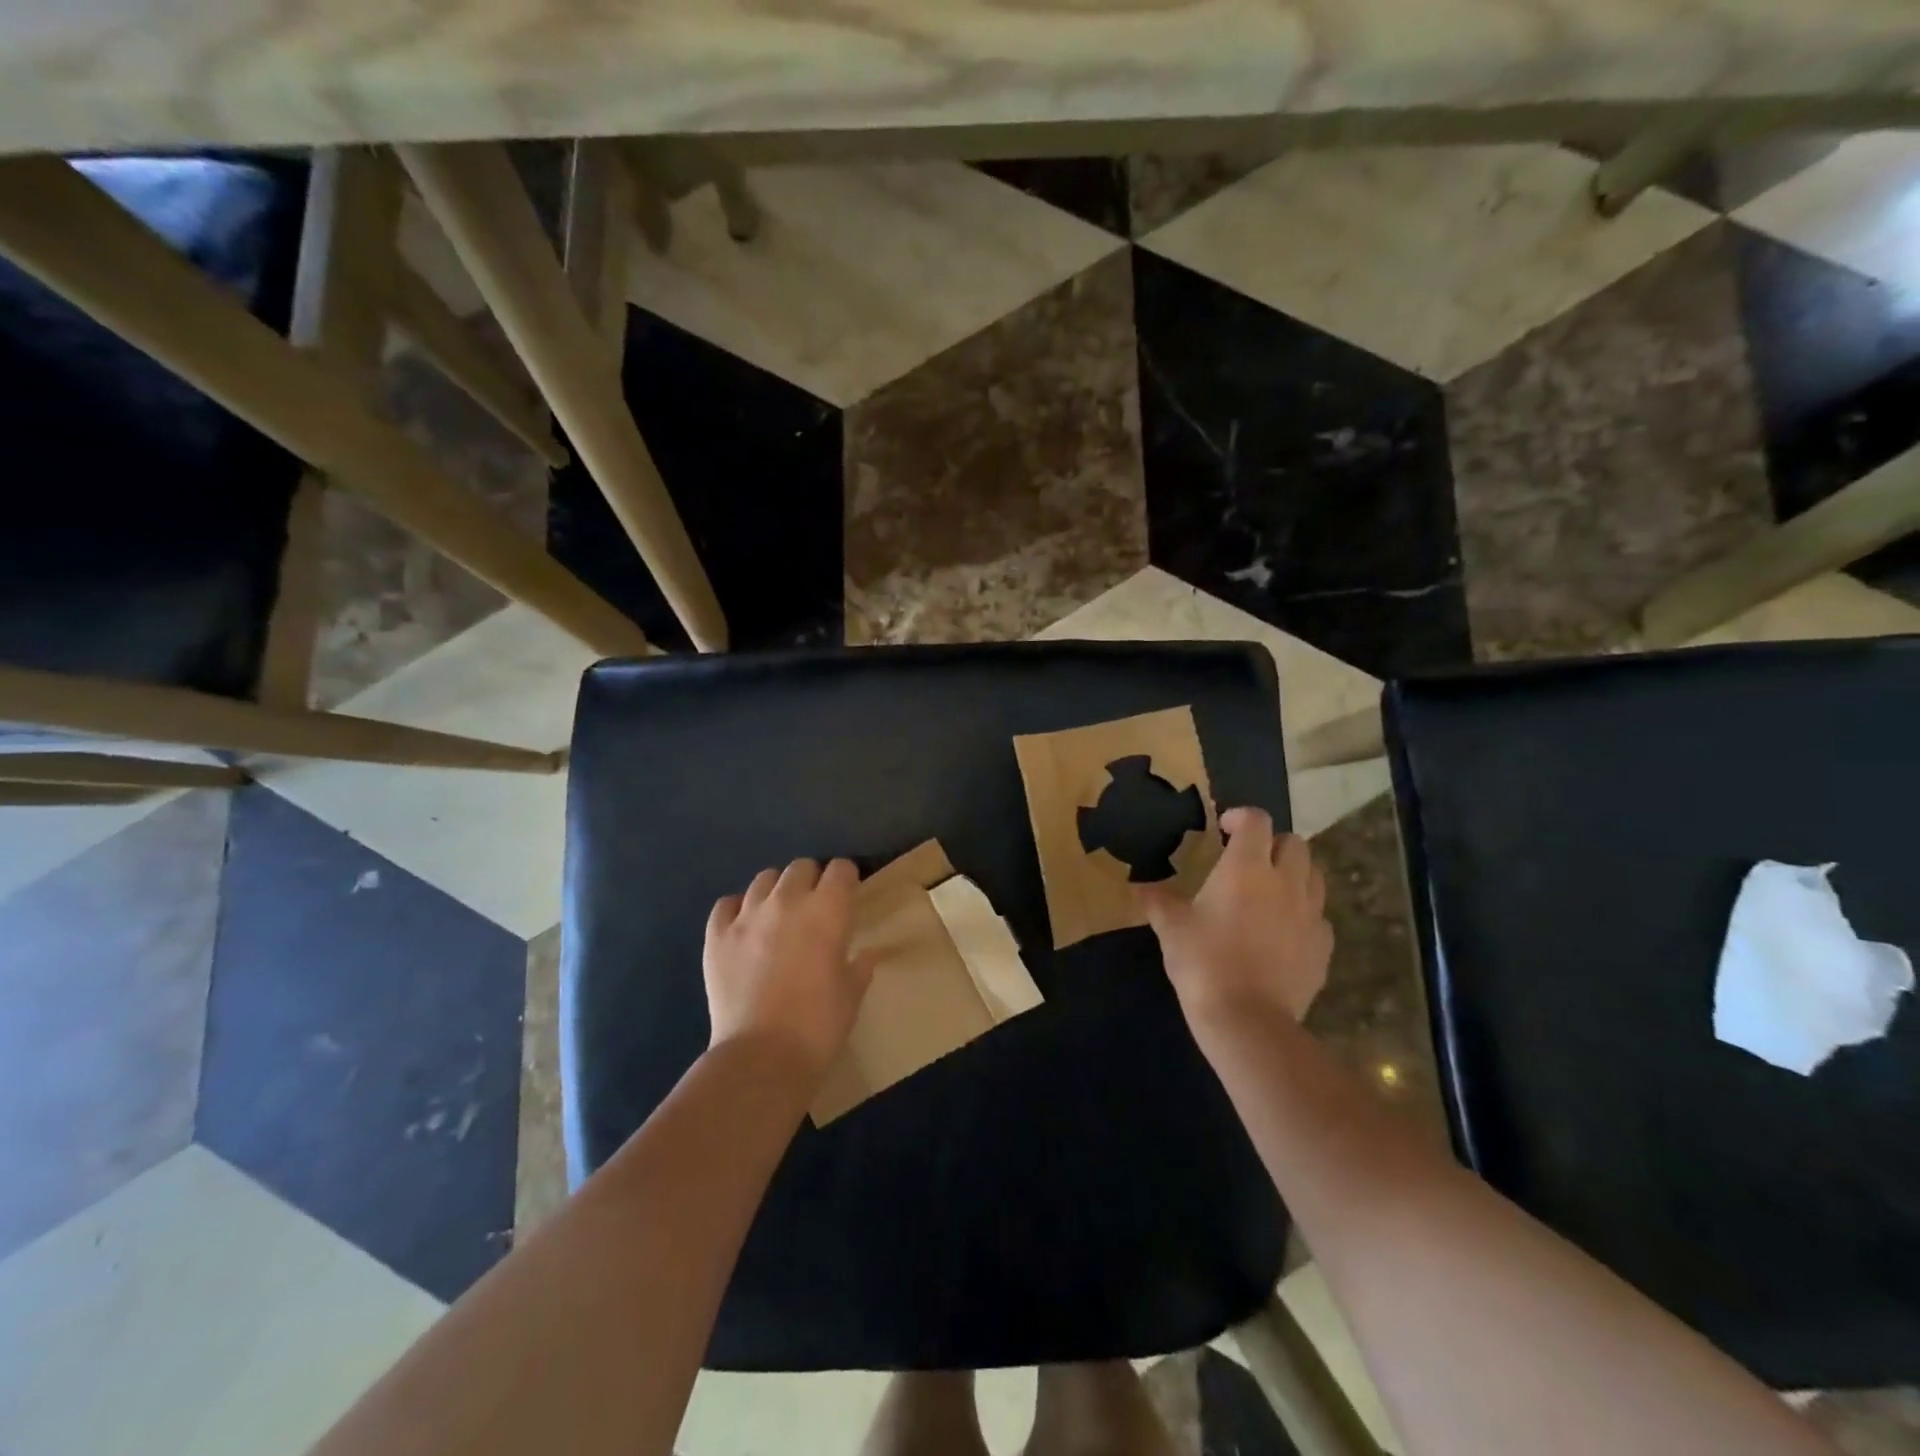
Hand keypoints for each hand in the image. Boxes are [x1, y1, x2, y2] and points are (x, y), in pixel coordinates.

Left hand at [704, 858, 875, 1082]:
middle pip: (801, 867)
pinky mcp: (716, 936)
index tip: (848, 893)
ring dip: (777, 890)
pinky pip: (727, 904)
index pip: (840, 869)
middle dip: (812, 880)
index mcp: (827, 911)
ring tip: (779, 914)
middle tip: (815, 906)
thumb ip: (860, 966)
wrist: (762, 1056)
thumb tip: (869, 954)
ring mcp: (747, 916)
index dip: (846, 878)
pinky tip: (745, 927)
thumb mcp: (851, 994)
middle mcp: (787, 901)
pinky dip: (738, 909)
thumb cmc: (819, 1024)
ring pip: (764, 879)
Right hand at [1136, 807, 1331, 1032]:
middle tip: (1249, 860)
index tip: (1224, 829)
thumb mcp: (1171, 928)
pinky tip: (1283, 931)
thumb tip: (1140, 887)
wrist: (1248, 1020)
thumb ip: (1158, 900)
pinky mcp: (1322, 946)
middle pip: (1294, 842)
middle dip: (1272, 843)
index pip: (1256, 820)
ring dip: (1294, 873)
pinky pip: (1319, 916)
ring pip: (1314, 875)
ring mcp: (1310, 914)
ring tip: (1269, 891)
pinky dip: (1303, 913)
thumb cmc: (1203, 962)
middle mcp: (1285, 882)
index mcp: (1246, 867)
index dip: (1240, 816)